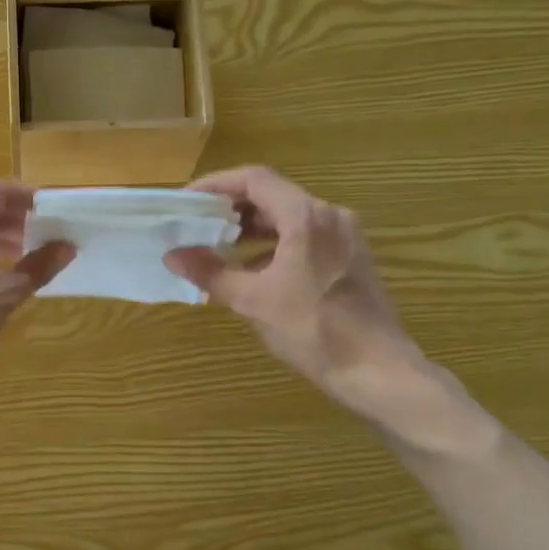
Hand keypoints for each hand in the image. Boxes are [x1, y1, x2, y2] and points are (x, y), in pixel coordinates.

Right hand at [165, 167, 427, 422]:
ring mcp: (345, 236)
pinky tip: (254, 270)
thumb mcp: (252, 301)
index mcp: (306, 217)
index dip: (216, 184)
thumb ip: (210, 273)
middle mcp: (329, 216)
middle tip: (197, 224)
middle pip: (273, 195)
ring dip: (253, 228)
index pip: (254, 180)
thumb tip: (173, 256)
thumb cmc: (312, 330)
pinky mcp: (351, 257)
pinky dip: (275, 244)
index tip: (187, 200)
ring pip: (290, 217)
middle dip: (231, 208)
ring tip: (218, 247)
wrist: (375, 369)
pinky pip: (306, 237)